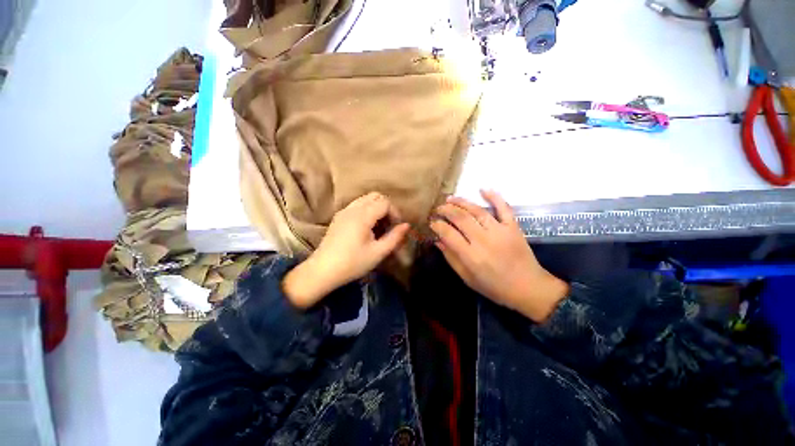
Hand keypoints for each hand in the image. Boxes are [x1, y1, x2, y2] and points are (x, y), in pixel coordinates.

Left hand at [283, 192, 409, 308]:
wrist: (322, 271)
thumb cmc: (352, 263)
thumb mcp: (378, 253)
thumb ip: (394, 237)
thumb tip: (406, 226)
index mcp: (363, 216)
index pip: (385, 202)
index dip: (395, 212)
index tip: (397, 227)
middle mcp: (352, 209)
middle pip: (375, 196)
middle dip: (386, 207)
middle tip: (389, 224)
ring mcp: (343, 211)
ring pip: (365, 199)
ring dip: (376, 208)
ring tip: (379, 226)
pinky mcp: (338, 217)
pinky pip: (356, 205)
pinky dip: (366, 210)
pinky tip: (366, 228)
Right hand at [430, 190, 568, 321]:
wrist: (528, 288)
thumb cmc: (494, 287)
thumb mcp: (467, 278)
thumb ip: (451, 258)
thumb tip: (438, 241)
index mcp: (471, 256)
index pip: (448, 233)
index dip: (437, 225)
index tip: (432, 223)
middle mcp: (484, 240)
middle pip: (461, 218)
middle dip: (446, 210)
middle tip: (438, 209)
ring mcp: (500, 231)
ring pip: (477, 211)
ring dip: (462, 202)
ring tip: (450, 199)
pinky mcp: (513, 227)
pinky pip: (504, 208)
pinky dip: (494, 197)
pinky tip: (483, 189)